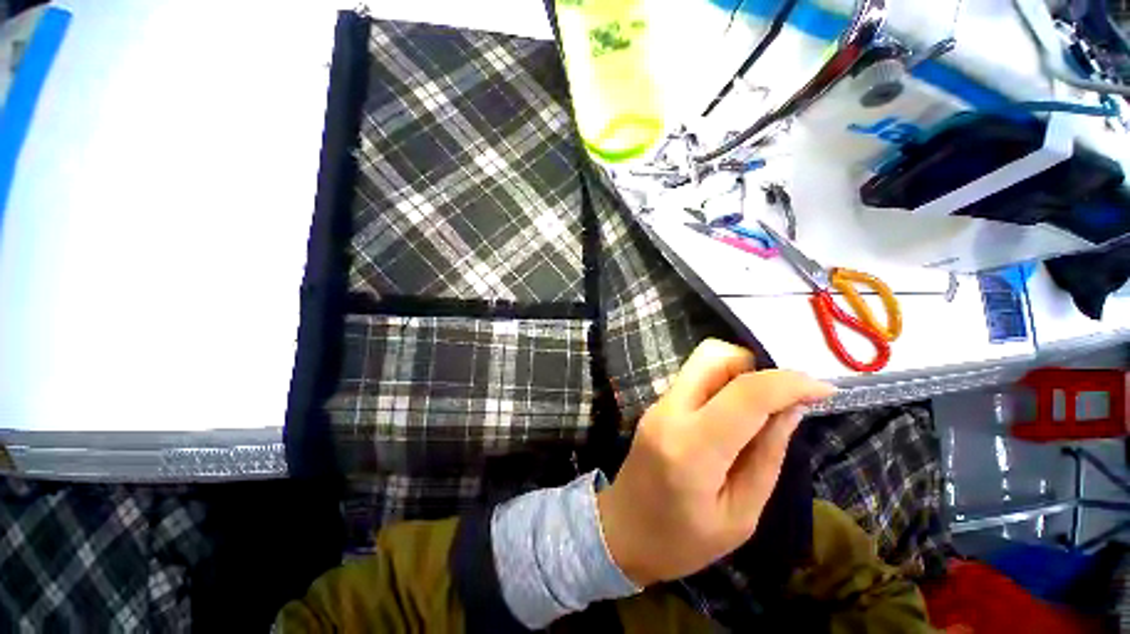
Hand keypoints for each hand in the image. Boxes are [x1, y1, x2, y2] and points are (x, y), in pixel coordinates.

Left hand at [597, 339, 834, 585]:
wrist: (622, 531)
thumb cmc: (682, 540)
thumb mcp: (740, 516)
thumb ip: (767, 456)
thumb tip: (791, 408)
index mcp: (693, 448)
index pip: (745, 394)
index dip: (790, 383)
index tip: (824, 390)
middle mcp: (670, 412)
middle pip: (713, 356)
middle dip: (755, 366)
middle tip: (779, 399)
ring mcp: (658, 405)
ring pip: (702, 362)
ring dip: (737, 372)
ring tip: (758, 409)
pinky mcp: (656, 405)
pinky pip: (693, 378)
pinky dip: (720, 384)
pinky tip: (733, 414)